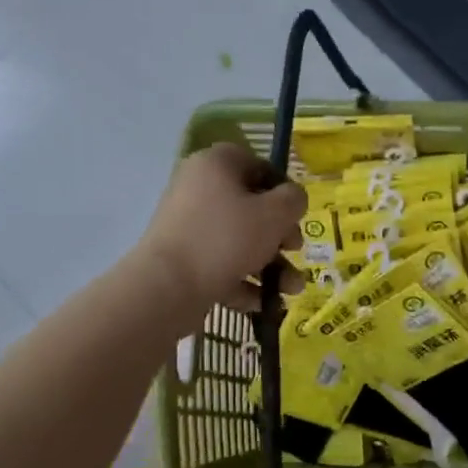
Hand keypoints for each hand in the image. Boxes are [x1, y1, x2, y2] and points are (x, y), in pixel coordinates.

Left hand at [136, 142, 305, 316]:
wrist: (169, 285)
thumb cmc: (227, 238)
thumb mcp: (275, 214)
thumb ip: (293, 200)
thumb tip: (293, 197)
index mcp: (216, 165)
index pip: (257, 165)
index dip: (283, 189)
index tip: (298, 214)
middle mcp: (199, 189)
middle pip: (250, 207)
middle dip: (280, 235)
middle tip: (295, 250)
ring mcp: (189, 227)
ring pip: (240, 241)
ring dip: (271, 265)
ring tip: (292, 289)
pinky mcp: (184, 259)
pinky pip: (222, 265)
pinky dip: (244, 281)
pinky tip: (262, 302)